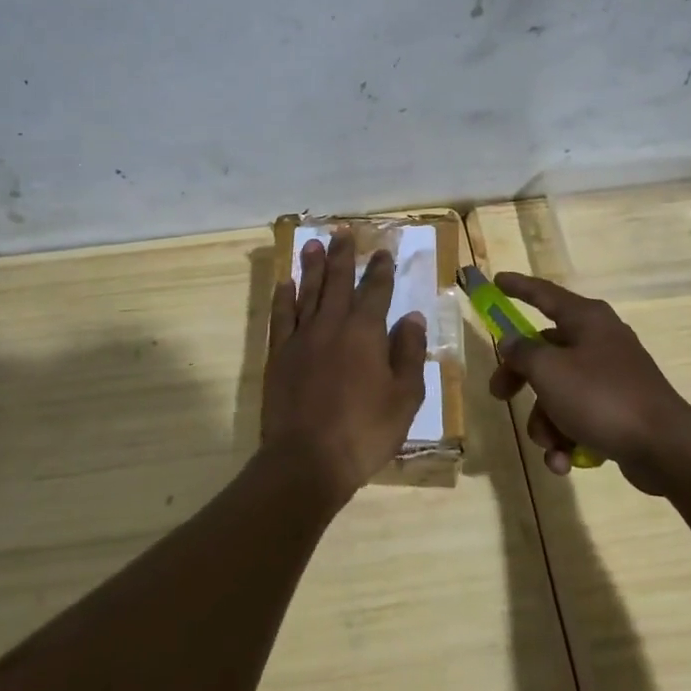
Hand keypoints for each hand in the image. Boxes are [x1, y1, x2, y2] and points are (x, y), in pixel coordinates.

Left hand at [261, 230, 427, 505]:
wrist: (307, 459)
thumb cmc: (365, 431)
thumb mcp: (404, 397)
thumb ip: (408, 352)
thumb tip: (411, 316)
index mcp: (365, 333)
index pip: (375, 291)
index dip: (380, 270)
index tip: (382, 252)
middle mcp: (332, 325)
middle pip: (337, 281)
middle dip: (343, 255)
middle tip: (343, 231)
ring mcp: (301, 338)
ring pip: (307, 292)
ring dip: (312, 266)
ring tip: (313, 243)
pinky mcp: (279, 355)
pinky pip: (281, 316)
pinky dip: (283, 297)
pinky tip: (285, 283)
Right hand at [486, 273, 690, 494]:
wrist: (665, 448)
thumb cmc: (601, 397)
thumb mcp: (550, 370)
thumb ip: (523, 352)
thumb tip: (512, 342)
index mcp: (586, 320)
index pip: (544, 294)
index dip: (518, 287)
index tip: (496, 281)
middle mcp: (599, 341)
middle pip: (545, 352)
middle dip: (520, 379)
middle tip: (499, 394)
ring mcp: (611, 377)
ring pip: (559, 392)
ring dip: (545, 421)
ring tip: (550, 445)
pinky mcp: (618, 411)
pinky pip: (579, 418)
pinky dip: (567, 438)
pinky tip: (564, 461)